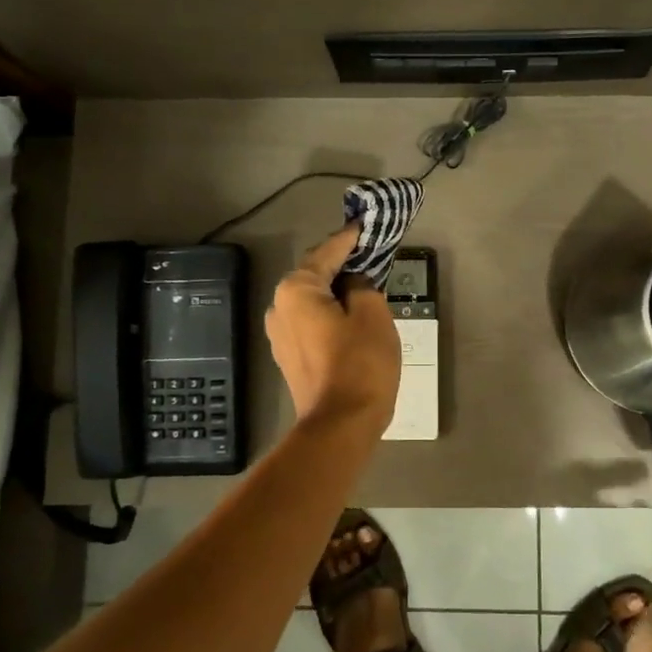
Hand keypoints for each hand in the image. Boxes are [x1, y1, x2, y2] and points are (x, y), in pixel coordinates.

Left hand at [264, 224, 400, 431]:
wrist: (340, 425)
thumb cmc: (359, 363)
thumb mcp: (372, 314)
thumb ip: (362, 287)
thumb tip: (353, 284)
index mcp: (295, 290)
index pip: (326, 252)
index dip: (347, 239)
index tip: (363, 226)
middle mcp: (279, 308)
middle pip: (314, 276)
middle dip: (340, 265)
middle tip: (368, 255)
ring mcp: (279, 335)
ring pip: (311, 302)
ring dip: (335, 292)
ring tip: (363, 286)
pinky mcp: (289, 358)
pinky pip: (311, 323)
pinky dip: (329, 314)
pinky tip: (350, 317)